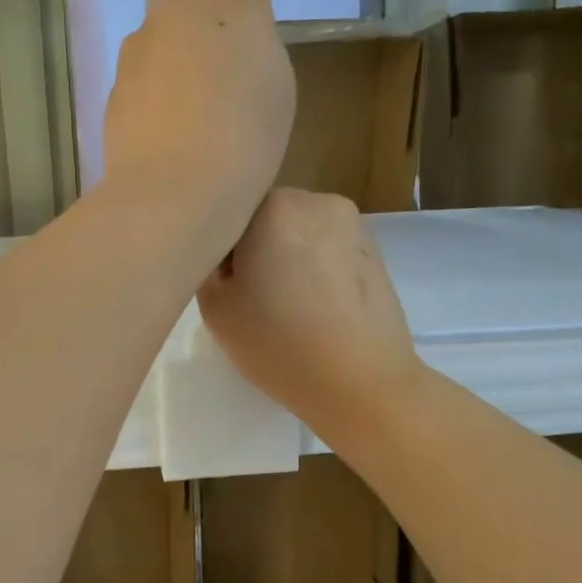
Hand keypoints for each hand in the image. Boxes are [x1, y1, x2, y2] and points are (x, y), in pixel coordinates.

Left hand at [100, 0, 294, 239]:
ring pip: (164, 59)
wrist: (178, 195)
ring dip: (182, 86)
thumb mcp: (275, 84)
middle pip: (188, 15)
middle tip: (231, 101)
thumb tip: (211, 53)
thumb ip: (248, 48)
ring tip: (208, 140)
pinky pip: (146, 98)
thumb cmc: (247, 135)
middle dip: (204, 47)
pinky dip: (161, 118)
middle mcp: (172, 11)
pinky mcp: (112, 99)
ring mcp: (135, 55)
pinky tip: (178, 157)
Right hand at [198, 189, 420, 434]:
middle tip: (253, 298)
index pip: (228, 212)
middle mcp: (315, 200)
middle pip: (266, 217)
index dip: (219, 249)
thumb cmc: (280, 344)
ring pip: (299, 232)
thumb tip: (226, 256)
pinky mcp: (375, 250)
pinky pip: (328, 249)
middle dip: (256, 248)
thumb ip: (207, 266)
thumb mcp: (215, 309)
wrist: (362, 382)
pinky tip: (318, 308)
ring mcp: (352, 223)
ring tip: (289, 306)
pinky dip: (317, 269)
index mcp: (273, 206)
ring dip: (287, 257)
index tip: (225, 286)